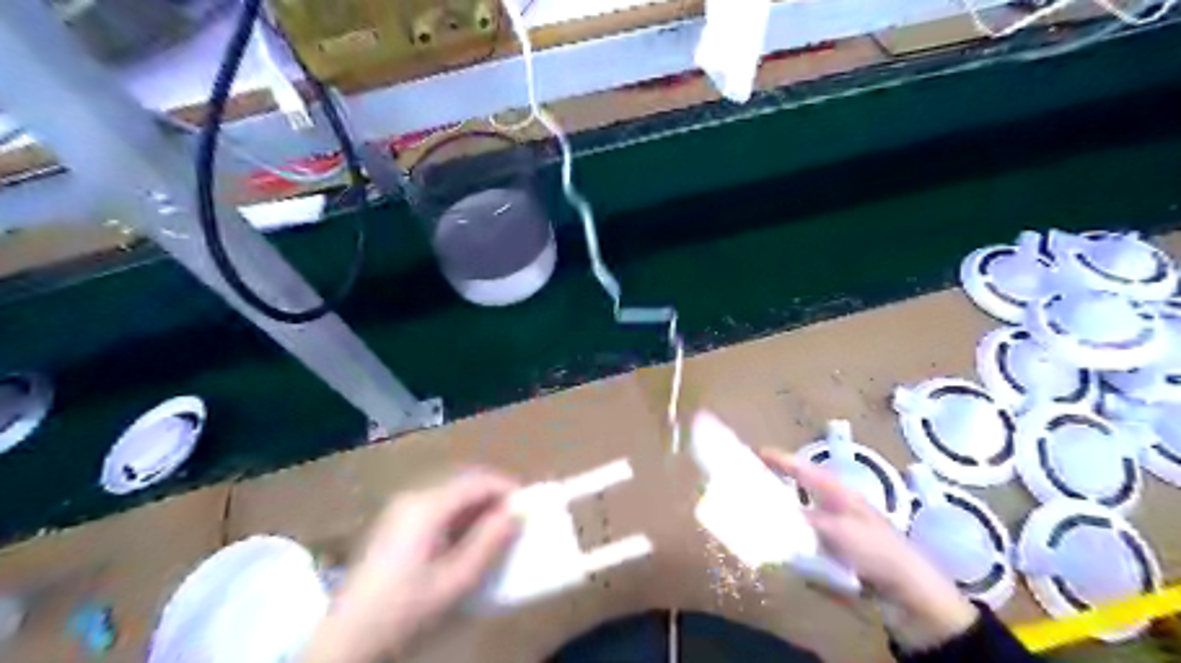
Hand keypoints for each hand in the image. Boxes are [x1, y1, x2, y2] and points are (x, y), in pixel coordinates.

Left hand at [303, 469, 519, 660]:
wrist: (347, 640)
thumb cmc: (405, 610)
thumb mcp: (455, 581)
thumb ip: (489, 543)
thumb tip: (518, 512)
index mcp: (428, 506)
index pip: (477, 480)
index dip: (507, 488)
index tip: (529, 508)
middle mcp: (413, 497)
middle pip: (464, 482)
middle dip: (494, 496)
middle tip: (516, 520)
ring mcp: (400, 509)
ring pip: (451, 493)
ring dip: (478, 506)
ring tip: (496, 532)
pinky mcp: (395, 523)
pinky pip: (437, 506)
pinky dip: (459, 516)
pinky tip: (466, 541)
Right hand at [761, 449, 973, 648]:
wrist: (909, 591)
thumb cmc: (874, 549)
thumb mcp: (835, 529)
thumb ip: (800, 519)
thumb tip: (771, 513)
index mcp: (837, 492)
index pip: (803, 468)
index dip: (780, 459)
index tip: (755, 452)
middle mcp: (835, 506)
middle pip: (800, 489)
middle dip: (777, 484)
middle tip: (750, 482)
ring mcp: (837, 529)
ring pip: (801, 515)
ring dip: (782, 514)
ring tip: (756, 514)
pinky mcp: (838, 551)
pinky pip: (807, 540)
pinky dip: (793, 540)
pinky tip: (778, 547)